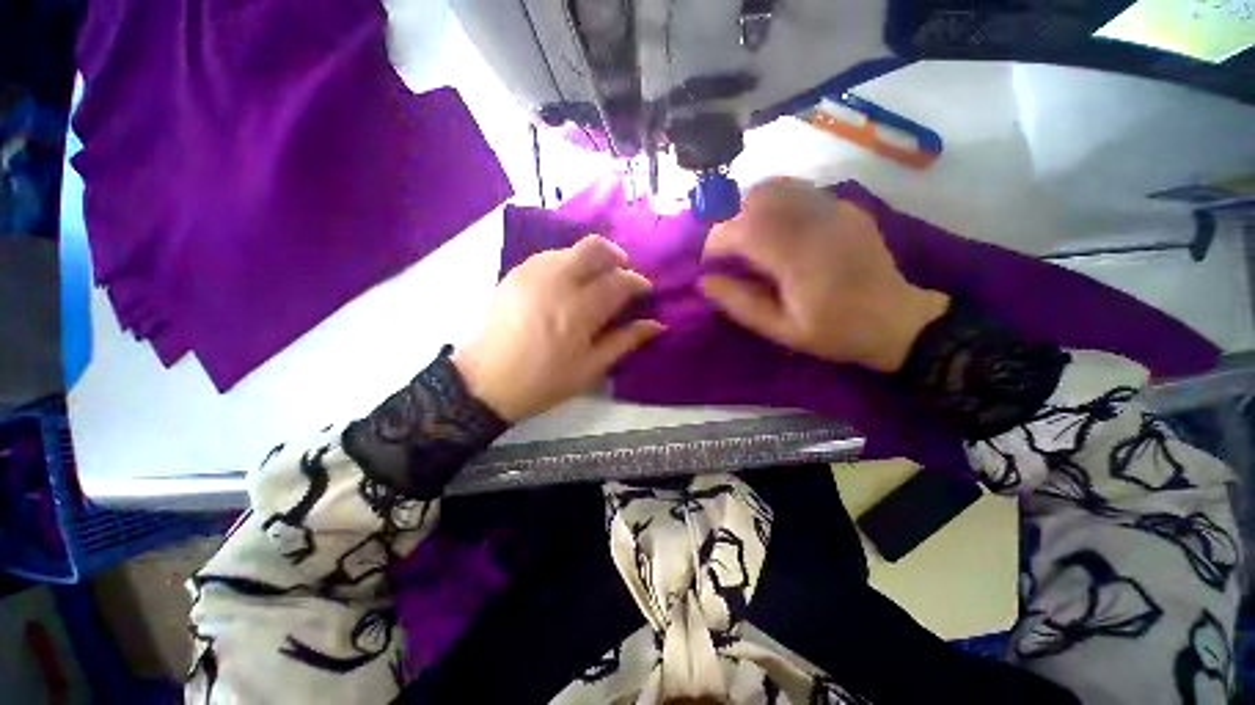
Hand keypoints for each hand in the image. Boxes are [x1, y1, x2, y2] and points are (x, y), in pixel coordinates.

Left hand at [452, 235, 664, 421]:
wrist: (487, 380)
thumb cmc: (544, 380)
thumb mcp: (591, 368)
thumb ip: (625, 341)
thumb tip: (657, 324)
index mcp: (579, 311)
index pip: (619, 281)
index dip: (637, 282)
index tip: (644, 290)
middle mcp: (557, 283)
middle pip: (595, 247)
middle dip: (616, 255)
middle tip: (622, 274)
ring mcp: (533, 274)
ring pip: (572, 248)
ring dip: (591, 259)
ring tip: (595, 280)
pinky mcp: (516, 273)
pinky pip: (550, 255)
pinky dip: (567, 262)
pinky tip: (568, 282)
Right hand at [700, 178, 948, 371]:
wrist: (896, 319)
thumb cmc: (834, 331)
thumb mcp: (780, 329)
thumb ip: (739, 303)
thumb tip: (704, 281)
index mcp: (797, 256)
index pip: (741, 229)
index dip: (714, 242)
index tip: (708, 263)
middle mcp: (815, 222)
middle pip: (756, 198)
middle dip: (730, 220)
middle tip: (728, 251)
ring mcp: (834, 208)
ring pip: (777, 187)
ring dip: (751, 208)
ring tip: (749, 238)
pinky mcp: (844, 206)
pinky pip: (798, 192)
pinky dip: (775, 205)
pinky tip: (778, 232)